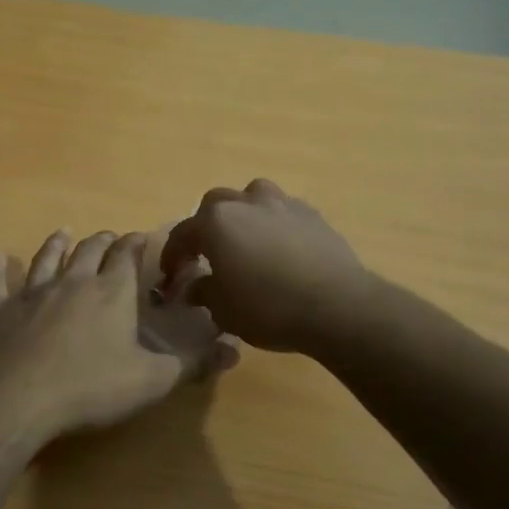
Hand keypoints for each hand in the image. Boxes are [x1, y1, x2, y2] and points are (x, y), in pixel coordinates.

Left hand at [0, 228, 236, 442]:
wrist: (18, 400)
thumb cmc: (90, 388)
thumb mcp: (152, 380)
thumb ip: (192, 363)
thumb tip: (233, 350)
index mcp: (111, 292)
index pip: (127, 255)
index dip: (136, 244)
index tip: (141, 237)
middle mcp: (73, 282)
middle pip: (89, 250)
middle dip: (102, 240)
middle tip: (109, 236)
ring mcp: (33, 293)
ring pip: (46, 258)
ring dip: (56, 244)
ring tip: (62, 233)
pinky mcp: (1, 311)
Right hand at [160, 179, 365, 351]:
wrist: (337, 305)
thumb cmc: (269, 308)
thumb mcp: (225, 311)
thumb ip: (204, 293)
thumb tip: (195, 287)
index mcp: (216, 222)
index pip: (182, 234)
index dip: (172, 256)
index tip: (171, 276)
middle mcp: (246, 202)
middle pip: (215, 205)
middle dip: (206, 227)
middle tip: (208, 253)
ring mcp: (282, 203)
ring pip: (252, 198)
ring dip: (243, 215)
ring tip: (247, 242)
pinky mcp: (312, 213)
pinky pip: (282, 212)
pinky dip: (274, 225)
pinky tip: (280, 249)